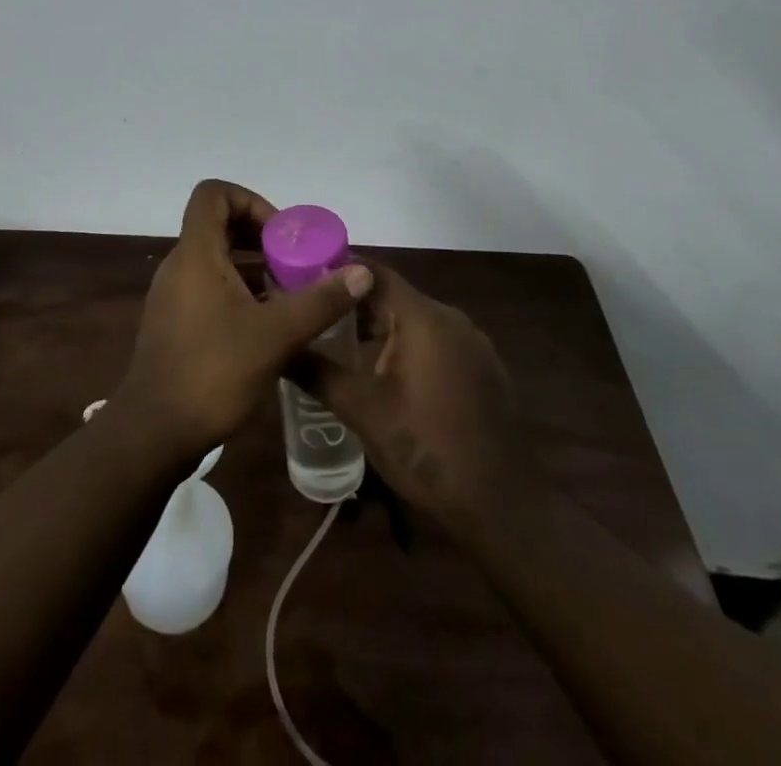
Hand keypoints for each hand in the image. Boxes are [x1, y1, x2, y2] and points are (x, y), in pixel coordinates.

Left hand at [116, 180, 373, 462]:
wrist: (155, 433)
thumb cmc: (213, 372)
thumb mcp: (276, 336)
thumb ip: (320, 301)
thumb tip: (362, 272)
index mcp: (195, 254)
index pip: (213, 194)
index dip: (250, 200)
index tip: (281, 234)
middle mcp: (179, 265)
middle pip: (217, 224)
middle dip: (260, 235)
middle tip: (294, 261)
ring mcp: (173, 294)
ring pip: (214, 258)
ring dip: (252, 265)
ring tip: (288, 292)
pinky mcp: (174, 321)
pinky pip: (208, 285)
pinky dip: (238, 290)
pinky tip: (267, 322)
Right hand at [292, 260, 525, 537]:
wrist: (502, 507)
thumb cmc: (427, 450)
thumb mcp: (363, 412)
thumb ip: (317, 373)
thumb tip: (278, 349)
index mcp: (424, 317)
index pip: (373, 272)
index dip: (336, 272)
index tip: (303, 282)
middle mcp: (451, 318)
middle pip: (393, 296)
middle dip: (352, 305)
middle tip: (313, 318)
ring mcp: (472, 344)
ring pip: (414, 320)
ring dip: (379, 328)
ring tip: (339, 347)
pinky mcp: (483, 369)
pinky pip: (435, 342)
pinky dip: (406, 347)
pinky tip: (384, 375)